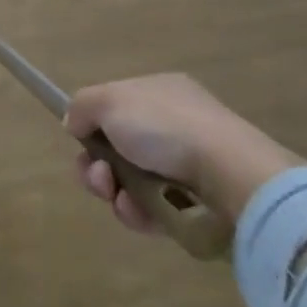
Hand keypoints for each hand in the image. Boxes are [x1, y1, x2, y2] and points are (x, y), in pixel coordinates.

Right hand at [63, 73, 303, 233]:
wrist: (231, 176)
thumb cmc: (166, 127)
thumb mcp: (109, 100)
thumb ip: (82, 106)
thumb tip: (75, 123)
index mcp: (158, 93)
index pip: (115, 107)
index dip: (92, 125)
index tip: (80, 140)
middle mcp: (173, 126)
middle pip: (118, 148)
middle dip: (96, 165)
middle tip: (98, 177)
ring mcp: (187, 167)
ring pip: (131, 182)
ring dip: (113, 191)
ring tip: (117, 197)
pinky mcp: (196, 207)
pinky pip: (153, 210)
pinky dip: (138, 213)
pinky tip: (137, 212)